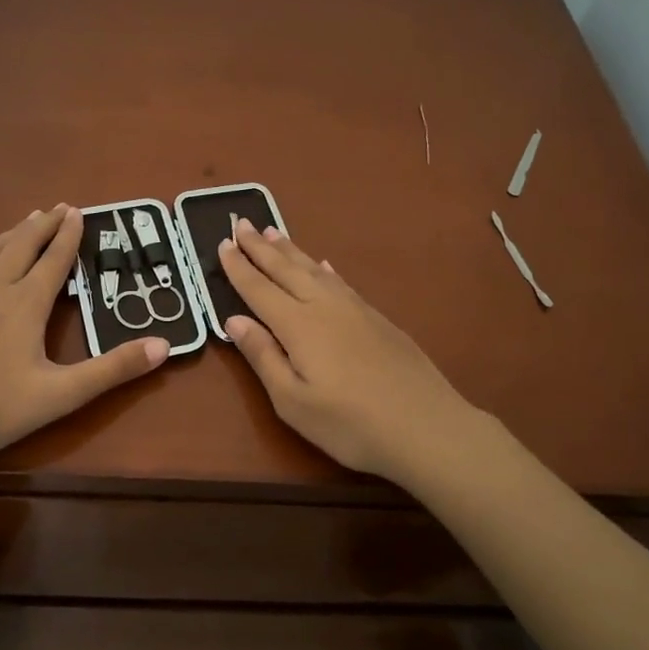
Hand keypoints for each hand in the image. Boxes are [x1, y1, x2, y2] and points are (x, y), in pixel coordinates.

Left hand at [0, 205, 168, 469]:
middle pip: (22, 248)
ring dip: (11, 234)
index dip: (69, 237)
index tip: (78, 212)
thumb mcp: (62, 395)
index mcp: (26, 306)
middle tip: (59, 207)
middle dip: (43, 226)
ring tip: (27, 218)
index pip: (54, 262)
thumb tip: (165, 345)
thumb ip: (113, 370)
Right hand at [218, 221, 485, 485]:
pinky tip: (324, 264)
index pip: (259, 289)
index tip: (222, 243)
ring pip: (316, 269)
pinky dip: (326, 268)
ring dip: (291, 250)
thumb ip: (263, 356)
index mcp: (298, 326)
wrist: (426, 426)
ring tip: (274, 232)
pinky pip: (342, 281)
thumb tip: (234, 320)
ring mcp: (355, 309)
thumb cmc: (350, 424)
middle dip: (261, 247)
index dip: (238, 267)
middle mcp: (324, 306)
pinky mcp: (378, 318)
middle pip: (286, 270)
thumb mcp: (293, 402)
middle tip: (242, 223)